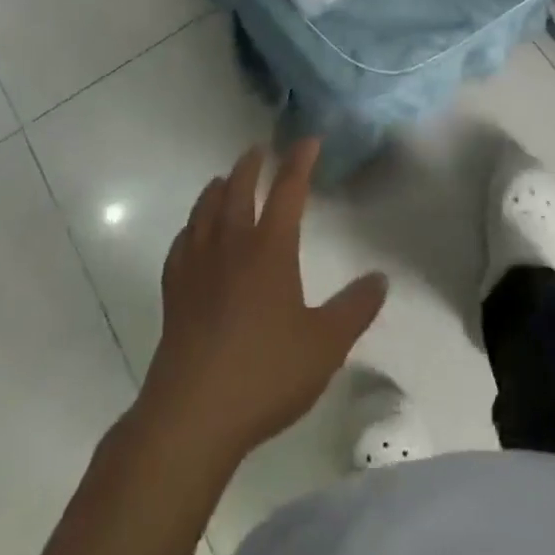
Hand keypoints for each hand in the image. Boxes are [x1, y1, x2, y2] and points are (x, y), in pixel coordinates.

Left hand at [136, 138, 387, 464]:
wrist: (193, 414)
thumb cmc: (265, 374)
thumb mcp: (325, 345)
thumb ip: (355, 309)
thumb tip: (380, 278)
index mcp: (270, 248)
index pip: (289, 190)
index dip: (300, 162)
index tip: (308, 140)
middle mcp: (231, 245)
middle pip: (239, 190)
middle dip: (252, 165)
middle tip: (260, 149)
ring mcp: (197, 266)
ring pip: (206, 210)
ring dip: (218, 188)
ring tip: (224, 180)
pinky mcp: (174, 291)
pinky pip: (181, 244)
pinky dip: (190, 228)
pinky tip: (192, 233)